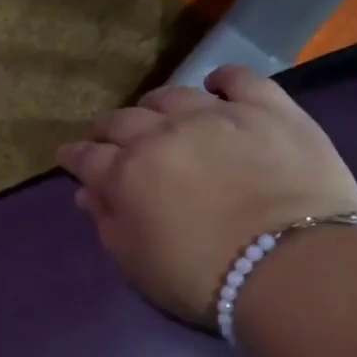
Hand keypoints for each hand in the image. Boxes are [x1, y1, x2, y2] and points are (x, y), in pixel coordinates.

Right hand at [56, 66, 356, 324]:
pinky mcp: (267, 108)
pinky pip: (238, 78)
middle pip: (123, 120)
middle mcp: (162, 134)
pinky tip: (216, 85)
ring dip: (155, 106)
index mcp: (126, 174)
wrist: (288, 266)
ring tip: (157, 116)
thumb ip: (108, 223)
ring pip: (172, 96)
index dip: (74, 157)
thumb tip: (88, 192)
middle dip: (108, 129)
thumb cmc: (201, 278)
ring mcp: (216, 114)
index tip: (68, 157)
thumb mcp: (137, 263)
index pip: (87, 157)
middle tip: (108, 139)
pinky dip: (221, 79)